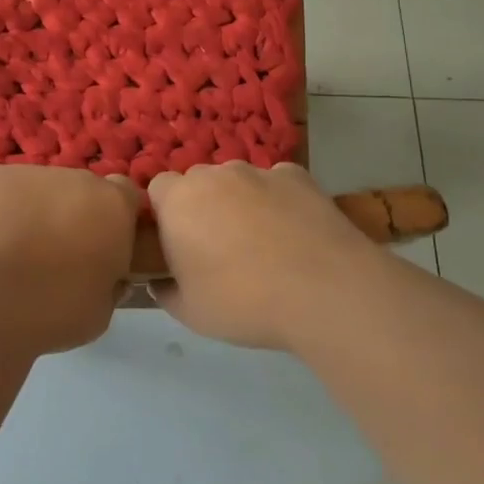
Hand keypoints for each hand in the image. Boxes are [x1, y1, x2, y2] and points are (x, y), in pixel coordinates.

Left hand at [0, 161, 142, 351]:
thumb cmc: (55, 311)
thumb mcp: (102, 309)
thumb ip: (109, 280)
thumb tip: (106, 275)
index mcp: (113, 205)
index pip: (123, 194)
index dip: (112, 217)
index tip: (100, 244)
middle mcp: (76, 177)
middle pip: (77, 188)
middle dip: (68, 212)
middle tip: (52, 252)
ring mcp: (30, 172)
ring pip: (34, 185)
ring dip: (29, 207)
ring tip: (8, 247)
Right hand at [148, 162, 377, 349]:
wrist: (325, 291)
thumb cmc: (243, 301)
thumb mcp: (189, 312)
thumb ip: (165, 291)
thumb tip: (160, 281)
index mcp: (178, 200)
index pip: (158, 189)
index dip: (166, 214)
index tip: (179, 244)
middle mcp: (214, 175)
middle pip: (198, 182)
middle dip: (203, 206)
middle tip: (218, 248)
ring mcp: (258, 171)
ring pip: (238, 182)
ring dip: (240, 203)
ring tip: (263, 244)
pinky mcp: (297, 176)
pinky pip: (276, 184)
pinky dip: (278, 201)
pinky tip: (294, 233)